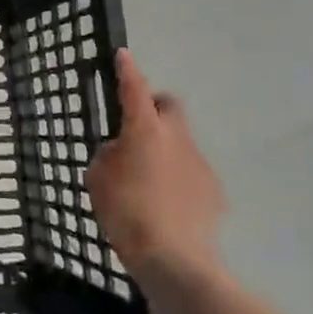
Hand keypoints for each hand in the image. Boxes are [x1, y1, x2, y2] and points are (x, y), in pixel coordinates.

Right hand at [85, 47, 226, 278]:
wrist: (174, 259)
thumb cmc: (126, 212)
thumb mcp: (98, 178)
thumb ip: (108, 156)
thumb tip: (122, 151)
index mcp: (145, 130)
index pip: (134, 89)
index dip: (128, 70)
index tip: (123, 55)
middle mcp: (177, 138)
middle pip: (170, 107)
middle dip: (155, 108)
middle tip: (136, 127)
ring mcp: (200, 163)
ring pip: (181, 142)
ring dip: (165, 149)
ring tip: (147, 180)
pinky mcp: (214, 190)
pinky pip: (191, 173)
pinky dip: (178, 179)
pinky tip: (166, 205)